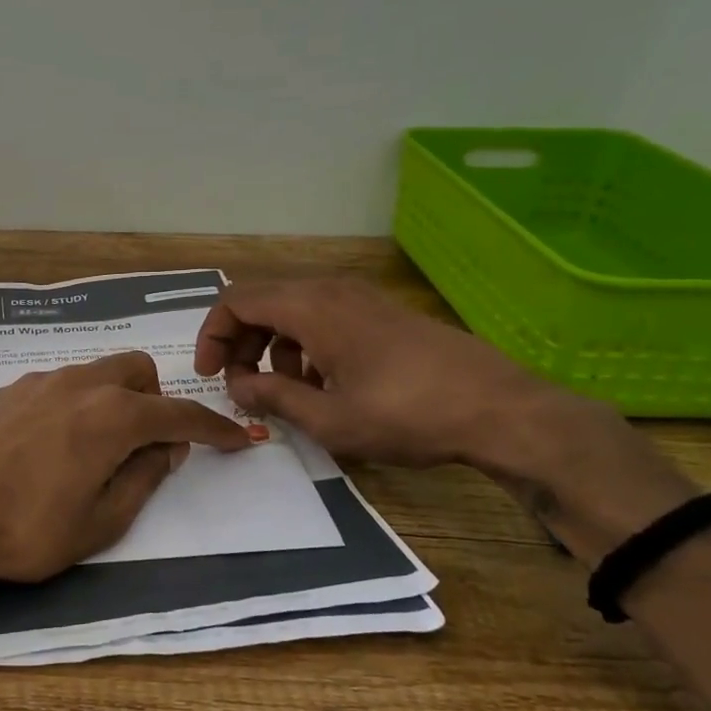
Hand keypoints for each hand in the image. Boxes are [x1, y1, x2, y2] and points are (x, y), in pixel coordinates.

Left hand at [0, 351, 251, 590]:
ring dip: (114, 399)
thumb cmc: (28, 529)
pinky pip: (60, 384)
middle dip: (155, 400)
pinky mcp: (9, 390)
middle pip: (137, 371)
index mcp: (113, 416)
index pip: (179, 413)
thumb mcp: (101, 522)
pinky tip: (51, 443)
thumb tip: (167, 447)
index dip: (214, 427)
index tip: (236, 438)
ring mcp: (41, 382)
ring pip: (96, 372)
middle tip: (146, 444)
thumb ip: (144, 478)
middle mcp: (81, 384)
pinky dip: (76, 403)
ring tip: (95, 447)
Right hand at [193, 278, 562, 468]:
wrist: (499, 409)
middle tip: (240, 386)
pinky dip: (305, 345)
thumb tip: (236, 386)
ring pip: (292, 310)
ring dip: (273, 347)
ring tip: (285, 392)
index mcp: (311, 308)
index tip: (210, 375)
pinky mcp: (380, 313)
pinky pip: (323, 317)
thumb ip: (272, 398)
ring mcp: (359, 298)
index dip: (213, 335)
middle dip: (240, 343)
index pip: (236, 301)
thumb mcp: (329, 419)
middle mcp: (330, 291)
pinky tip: (324, 385)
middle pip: (261, 301)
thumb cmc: (407, 415)